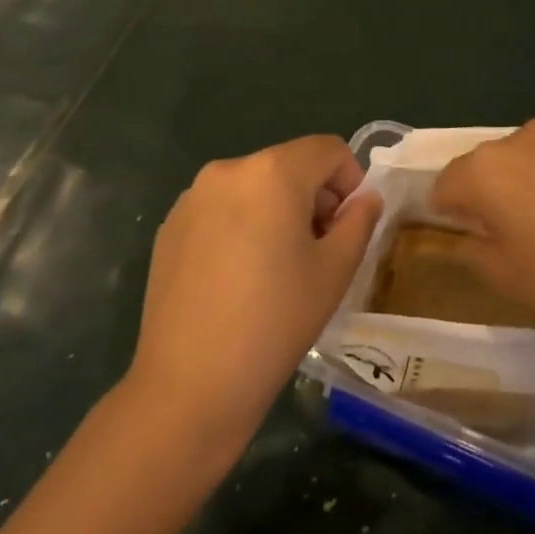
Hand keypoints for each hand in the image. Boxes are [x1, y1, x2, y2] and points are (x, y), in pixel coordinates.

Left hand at [127, 135, 382, 457]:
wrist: (190, 384)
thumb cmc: (275, 322)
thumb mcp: (334, 271)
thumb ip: (359, 221)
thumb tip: (365, 198)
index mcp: (272, 172)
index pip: (328, 149)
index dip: (351, 180)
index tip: (349, 227)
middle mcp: (227, 170)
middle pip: (288, 165)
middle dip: (313, 197)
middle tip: (318, 252)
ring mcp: (191, 197)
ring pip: (253, 187)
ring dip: (276, 211)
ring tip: (276, 269)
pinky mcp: (169, 226)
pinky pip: (220, 209)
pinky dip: (241, 226)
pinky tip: (237, 279)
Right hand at [429, 118, 534, 347]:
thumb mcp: (507, 279)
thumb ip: (472, 252)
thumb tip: (468, 235)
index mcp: (483, 169)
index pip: (443, 185)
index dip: (446, 215)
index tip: (467, 241)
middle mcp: (517, 138)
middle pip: (483, 167)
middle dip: (485, 197)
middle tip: (509, 239)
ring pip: (524, 161)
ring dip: (524, 187)